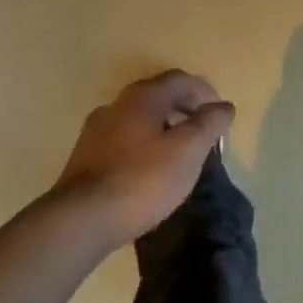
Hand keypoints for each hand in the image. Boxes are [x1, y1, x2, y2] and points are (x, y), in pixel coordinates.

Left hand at [55, 70, 235, 248]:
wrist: (78, 222)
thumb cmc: (141, 180)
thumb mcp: (188, 150)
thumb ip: (209, 123)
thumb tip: (224, 106)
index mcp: (144, 95)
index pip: (182, 80)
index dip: (206, 93)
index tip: (221, 117)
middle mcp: (118, 103)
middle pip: (160, 96)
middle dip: (185, 111)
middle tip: (203, 135)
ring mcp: (97, 130)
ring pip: (140, 119)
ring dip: (164, 129)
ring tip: (179, 156)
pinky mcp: (84, 158)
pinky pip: (124, 141)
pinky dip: (144, 147)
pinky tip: (149, 172)